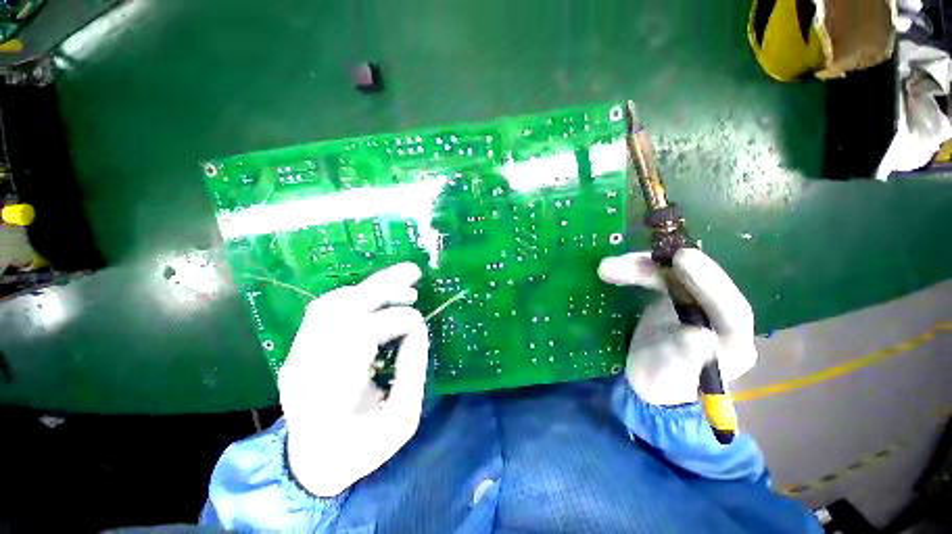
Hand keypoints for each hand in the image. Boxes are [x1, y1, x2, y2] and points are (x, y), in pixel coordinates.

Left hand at [279, 262, 428, 496]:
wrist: (312, 464)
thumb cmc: (360, 450)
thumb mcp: (401, 422)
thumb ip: (412, 372)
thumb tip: (419, 329)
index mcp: (330, 395)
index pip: (360, 335)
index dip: (396, 321)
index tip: (420, 326)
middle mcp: (305, 368)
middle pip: (340, 309)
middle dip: (382, 286)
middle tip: (414, 272)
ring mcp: (296, 355)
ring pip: (329, 303)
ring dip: (369, 289)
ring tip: (401, 289)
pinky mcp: (300, 348)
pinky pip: (325, 309)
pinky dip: (355, 297)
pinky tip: (377, 300)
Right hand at [598, 248, 756, 405]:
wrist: (646, 379)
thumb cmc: (663, 385)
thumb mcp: (670, 378)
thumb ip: (685, 359)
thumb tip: (699, 335)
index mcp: (733, 342)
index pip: (732, 308)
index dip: (710, 282)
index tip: (682, 260)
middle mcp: (718, 315)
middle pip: (696, 282)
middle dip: (660, 269)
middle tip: (625, 263)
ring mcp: (693, 302)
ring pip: (672, 274)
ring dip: (639, 267)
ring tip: (606, 269)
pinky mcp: (671, 295)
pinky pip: (655, 275)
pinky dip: (633, 269)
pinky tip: (613, 269)